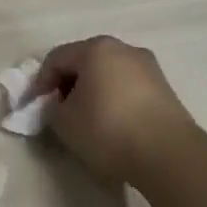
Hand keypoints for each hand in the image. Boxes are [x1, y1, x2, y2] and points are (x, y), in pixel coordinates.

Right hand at [30, 35, 202, 183]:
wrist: (171, 157)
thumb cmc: (108, 130)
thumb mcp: (63, 121)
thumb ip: (51, 107)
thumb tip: (59, 104)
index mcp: (95, 49)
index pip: (56, 59)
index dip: (41, 82)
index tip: (36, 106)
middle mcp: (123, 49)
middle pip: (84, 62)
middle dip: (68, 83)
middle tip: (60, 109)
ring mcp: (149, 67)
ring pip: (108, 74)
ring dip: (93, 91)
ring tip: (87, 118)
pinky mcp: (166, 89)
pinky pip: (128, 87)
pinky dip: (114, 99)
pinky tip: (113, 124)